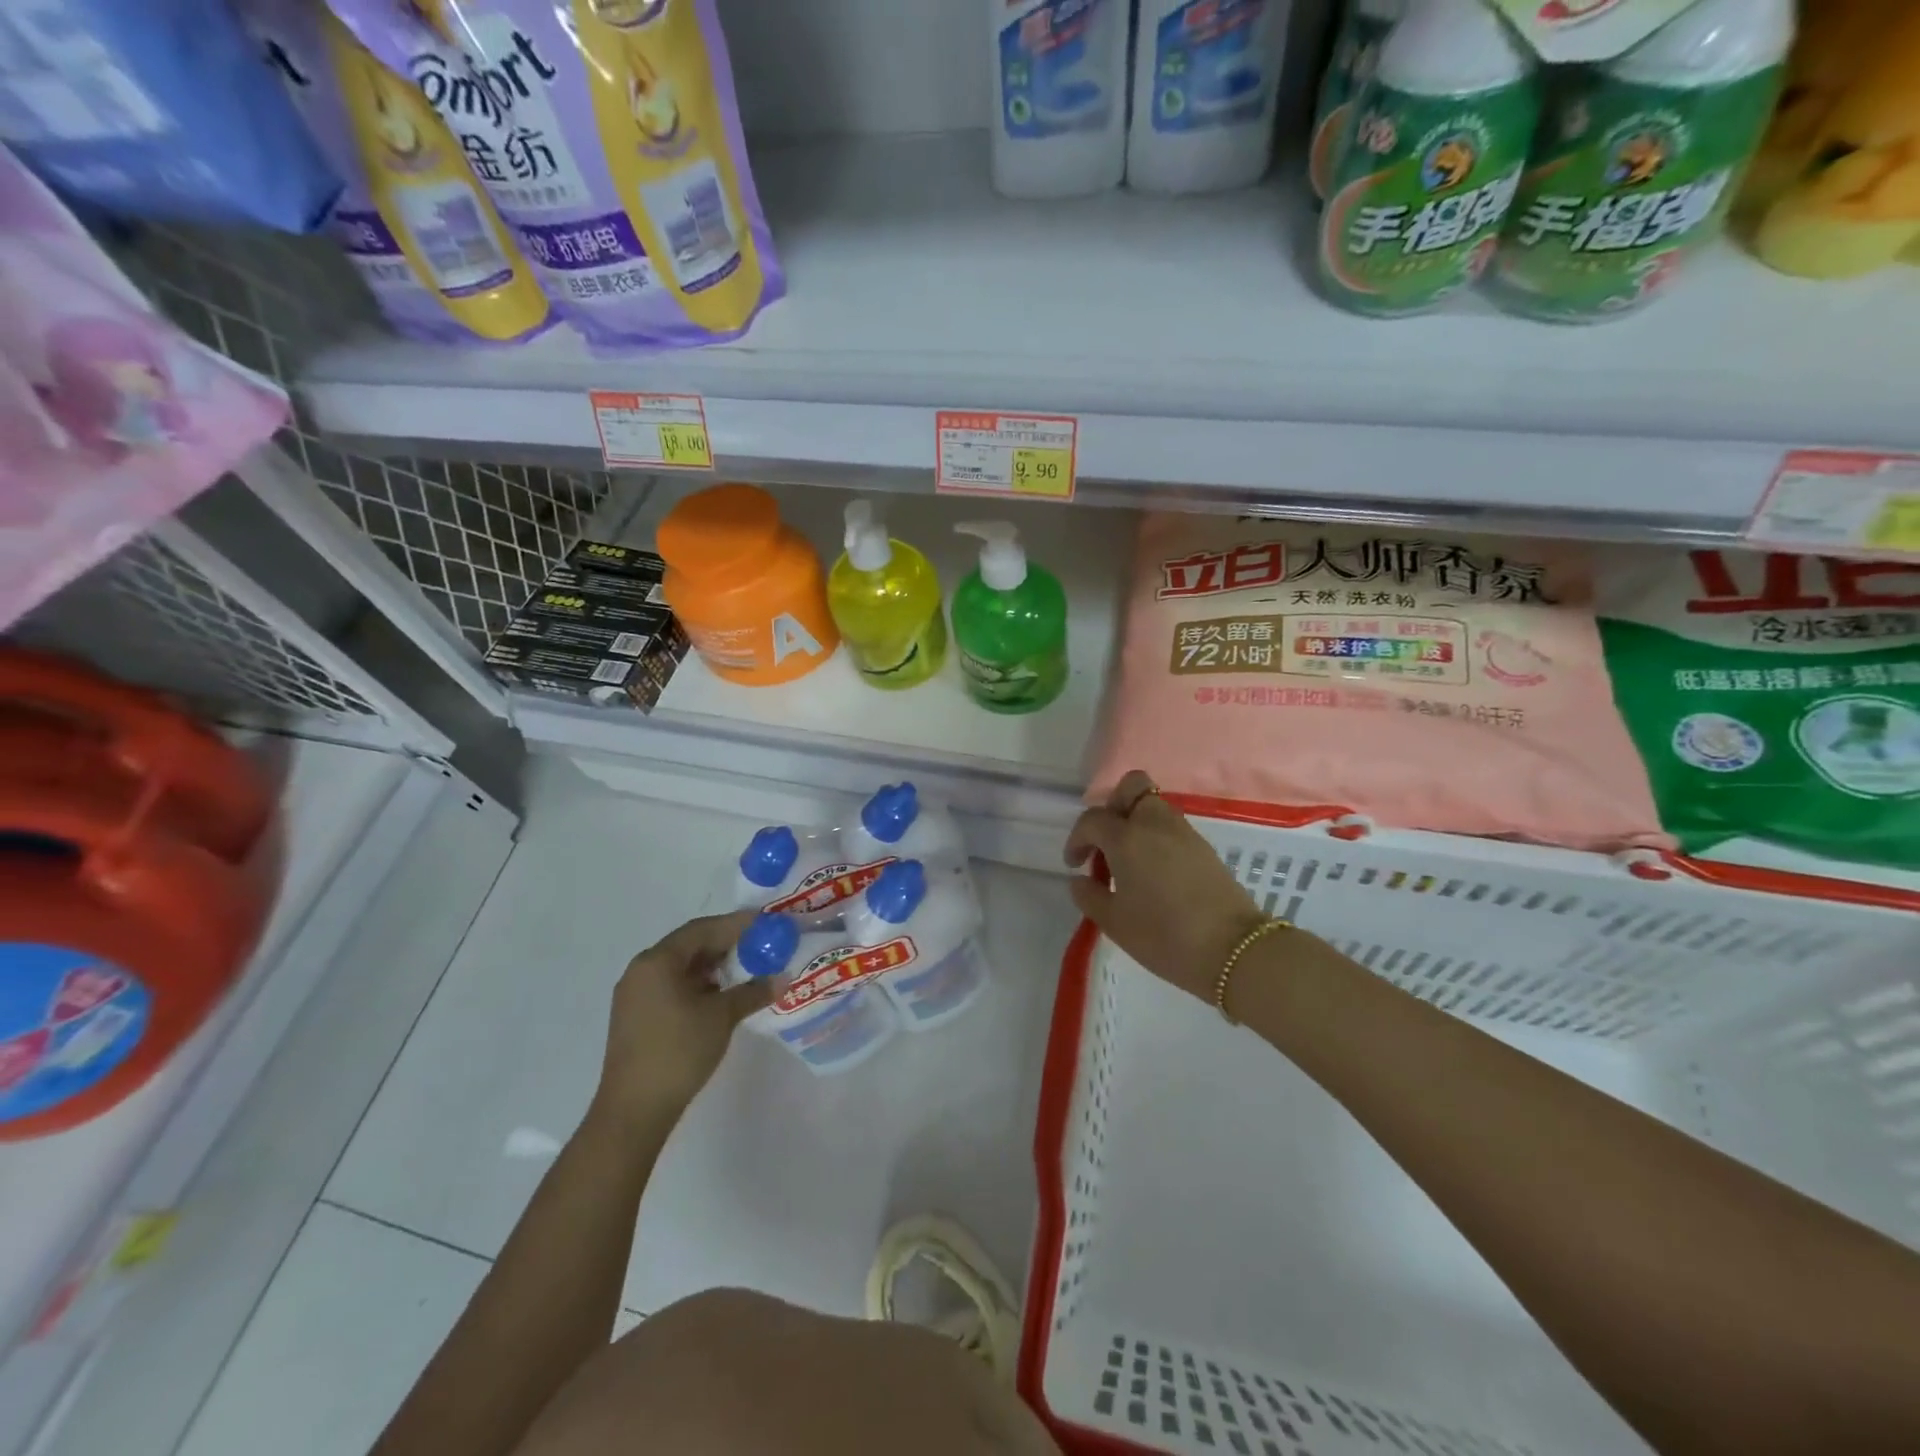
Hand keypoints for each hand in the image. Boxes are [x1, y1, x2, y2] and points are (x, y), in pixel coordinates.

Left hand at [592, 909, 774, 1129]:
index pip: (703, 929)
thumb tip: (783, 978)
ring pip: (681, 966)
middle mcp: (642, 969)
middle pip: (690, 945)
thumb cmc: (678, 1051)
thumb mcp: (722, 1017)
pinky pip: (672, 985)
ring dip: (714, 965)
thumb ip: (753, 991)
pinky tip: (722, 994)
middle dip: (727, 943)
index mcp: (658, 961)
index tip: (766, 923)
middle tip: (761, 944)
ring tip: (747, 968)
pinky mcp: (637, 1015)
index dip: (737, 924)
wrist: (634, 1109)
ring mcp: (635, 994)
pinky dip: (699, 983)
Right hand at [1065, 771, 1268, 1004]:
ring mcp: (1184, 832)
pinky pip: (1171, 826)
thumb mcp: (1114, 922)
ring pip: (1154, 805)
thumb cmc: (1164, 935)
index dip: (1077, 838)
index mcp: (1126, 838)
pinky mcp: (1204, 847)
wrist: (1233, 949)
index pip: (1093, 819)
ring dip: (1135, 821)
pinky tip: (1153, 871)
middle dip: (1113, 806)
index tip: (1075, 864)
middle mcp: (1154, 824)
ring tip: (1128, 860)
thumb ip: (1090, 896)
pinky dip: (1156, 836)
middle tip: (1106, 841)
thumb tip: (1080, 880)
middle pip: (1132, 787)